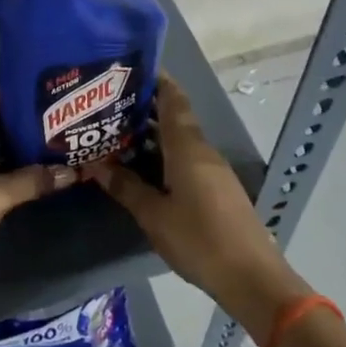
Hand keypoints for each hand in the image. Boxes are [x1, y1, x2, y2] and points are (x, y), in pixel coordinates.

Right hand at [88, 75, 308, 339]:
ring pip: (178, 141)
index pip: (173, 99)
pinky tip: (141, 167)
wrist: (251, 278)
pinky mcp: (216, 190)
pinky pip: (185, 160)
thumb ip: (125, 186)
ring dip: (151, 134)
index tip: (130, 68)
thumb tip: (94, 163)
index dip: (156, 80)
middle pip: (173, 118)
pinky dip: (162, 155)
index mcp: (187, 147)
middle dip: (144, 108)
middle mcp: (202, 151)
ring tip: (115, 134)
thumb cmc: (199, 239)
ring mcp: (212, 171)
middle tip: (108, 104)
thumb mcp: (153, 214)